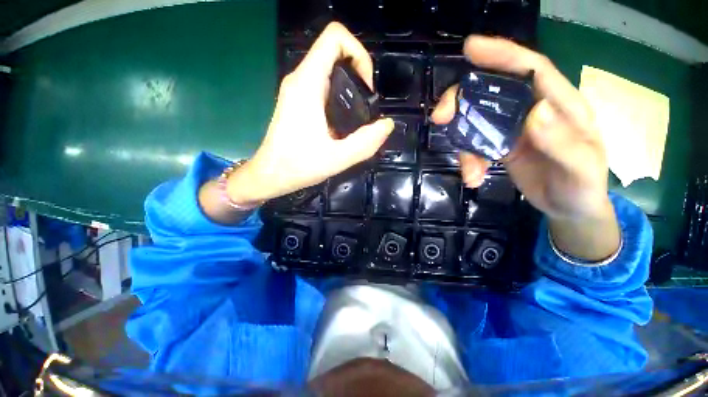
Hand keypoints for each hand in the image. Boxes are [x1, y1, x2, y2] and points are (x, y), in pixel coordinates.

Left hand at [227, 23, 393, 204]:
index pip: (335, 37)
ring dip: (350, 85)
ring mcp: (297, 89)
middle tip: (366, 106)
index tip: (366, 88)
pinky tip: (344, 121)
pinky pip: (322, 84)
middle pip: (334, 51)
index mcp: (308, 83)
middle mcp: (300, 79)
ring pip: (329, 68)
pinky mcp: (297, 100)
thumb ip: (365, 143)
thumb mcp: (337, 158)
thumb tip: (387, 125)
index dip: (359, 54)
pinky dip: (339, 95)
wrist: (271, 174)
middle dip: (358, 72)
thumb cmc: (299, 166)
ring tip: (358, 116)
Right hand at [431, 36, 618, 260]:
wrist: (569, 207)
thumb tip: (534, 114)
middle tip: (441, 117)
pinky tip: (473, 178)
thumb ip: (562, 142)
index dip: (501, 54)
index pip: (531, 69)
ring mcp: (513, 129)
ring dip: (464, 145)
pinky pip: (475, 146)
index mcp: (560, 105)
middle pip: (491, 92)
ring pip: (477, 123)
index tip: (470, 48)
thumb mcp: (581, 168)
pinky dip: (469, 161)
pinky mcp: (501, 146)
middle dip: (462, 101)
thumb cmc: (583, 186)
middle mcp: (532, 110)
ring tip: (469, 172)